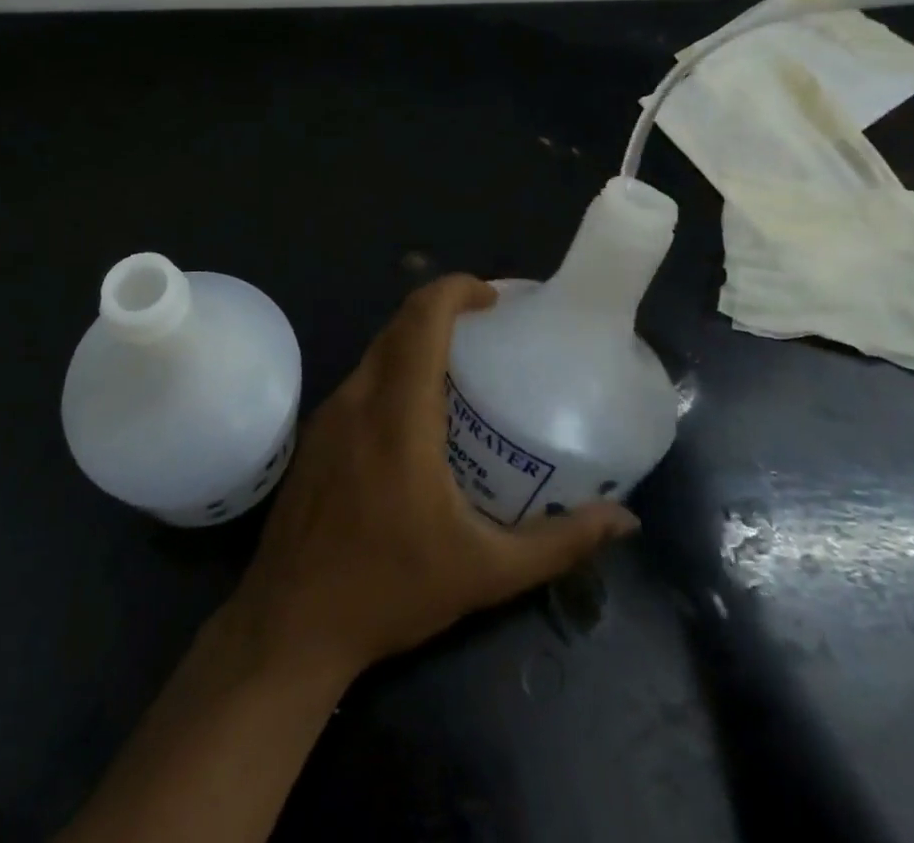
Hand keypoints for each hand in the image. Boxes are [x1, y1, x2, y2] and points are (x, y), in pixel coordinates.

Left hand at [222, 275, 638, 682]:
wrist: (289, 623)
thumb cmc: (390, 591)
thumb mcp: (485, 573)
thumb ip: (558, 543)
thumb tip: (623, 522)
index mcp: (399, 415)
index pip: (421, 320)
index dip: (456, 290)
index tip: (494, 298)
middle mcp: (359, 398)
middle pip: (400, 325)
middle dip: (443, 310)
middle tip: (489, 329)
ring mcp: (330, 413)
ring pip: (378, 350)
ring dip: (417, 341)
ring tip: (463, 368)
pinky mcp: (316, 433)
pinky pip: (362, 379)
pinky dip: (395, 370)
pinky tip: (419, 413)